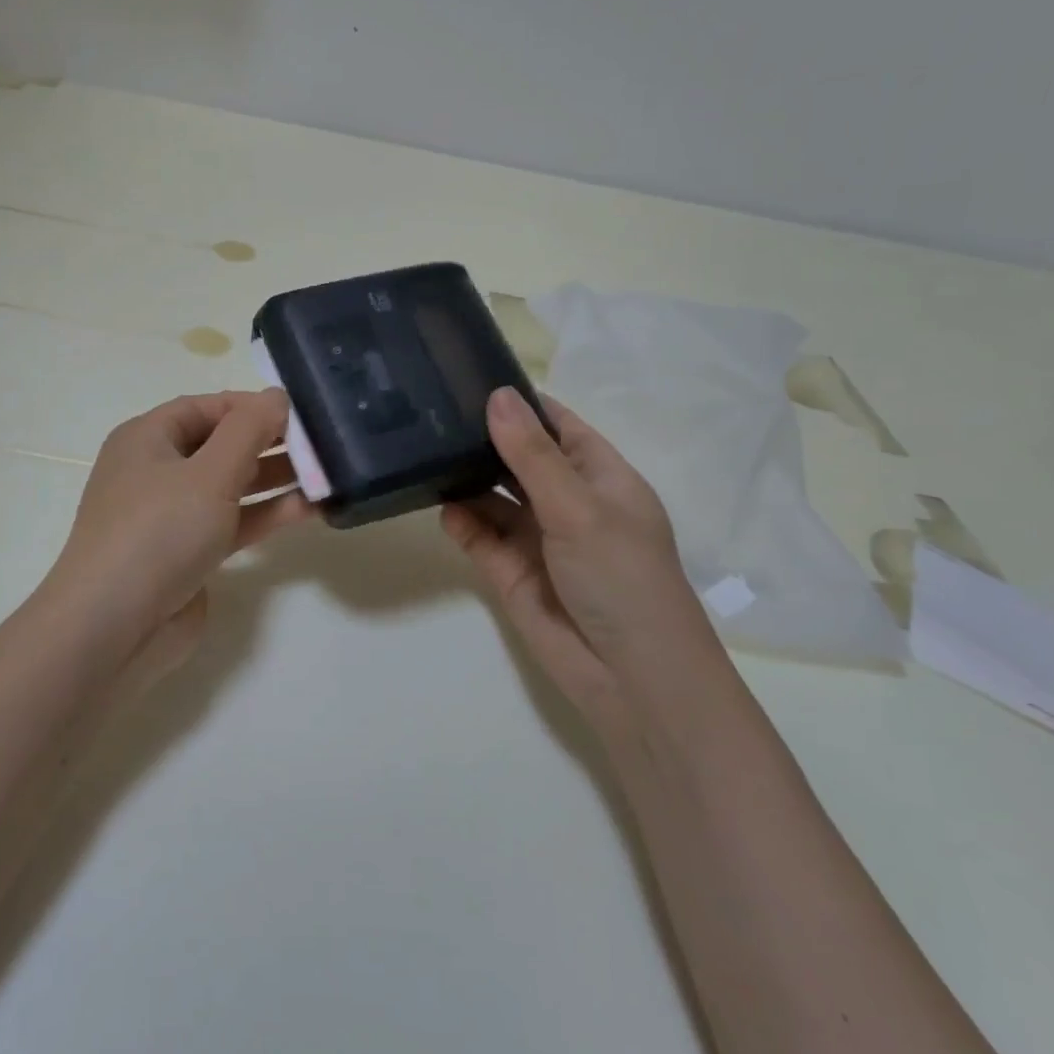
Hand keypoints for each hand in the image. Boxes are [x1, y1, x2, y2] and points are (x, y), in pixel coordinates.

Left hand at [50, 390, 314, 669]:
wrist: (114, 629)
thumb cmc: (158, 532)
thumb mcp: (209, 473)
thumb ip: (248, 430)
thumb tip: (275, 396)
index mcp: (146, 439)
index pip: (204, 407)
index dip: (250, 405)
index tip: (297, 412)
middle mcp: (156, 471)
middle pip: (219, 445)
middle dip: (268, 442)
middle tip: (320, 443)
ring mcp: (171, 516)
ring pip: (229, 486)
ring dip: (273, 479)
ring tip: (325, 472)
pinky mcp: (189, 554)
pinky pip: (232, 523)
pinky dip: (265, 514)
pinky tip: (309, 508)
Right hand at [442, 388, 714, 712]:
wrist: (629, 677)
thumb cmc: (621, 577)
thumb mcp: (579, 506)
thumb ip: (532, 455)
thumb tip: (497, 396)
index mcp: (600, 478)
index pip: (558, 426)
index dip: (522, 403)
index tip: (472, 376)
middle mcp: (567, 502)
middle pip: (519, 458)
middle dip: (484, 438)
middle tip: (431, 410)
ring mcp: (537, 538)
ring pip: (493, 496)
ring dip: (466, 478)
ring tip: (424, 452)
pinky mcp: (510, 571)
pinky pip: (479, 536)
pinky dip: (461, 521)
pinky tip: (441, 506)